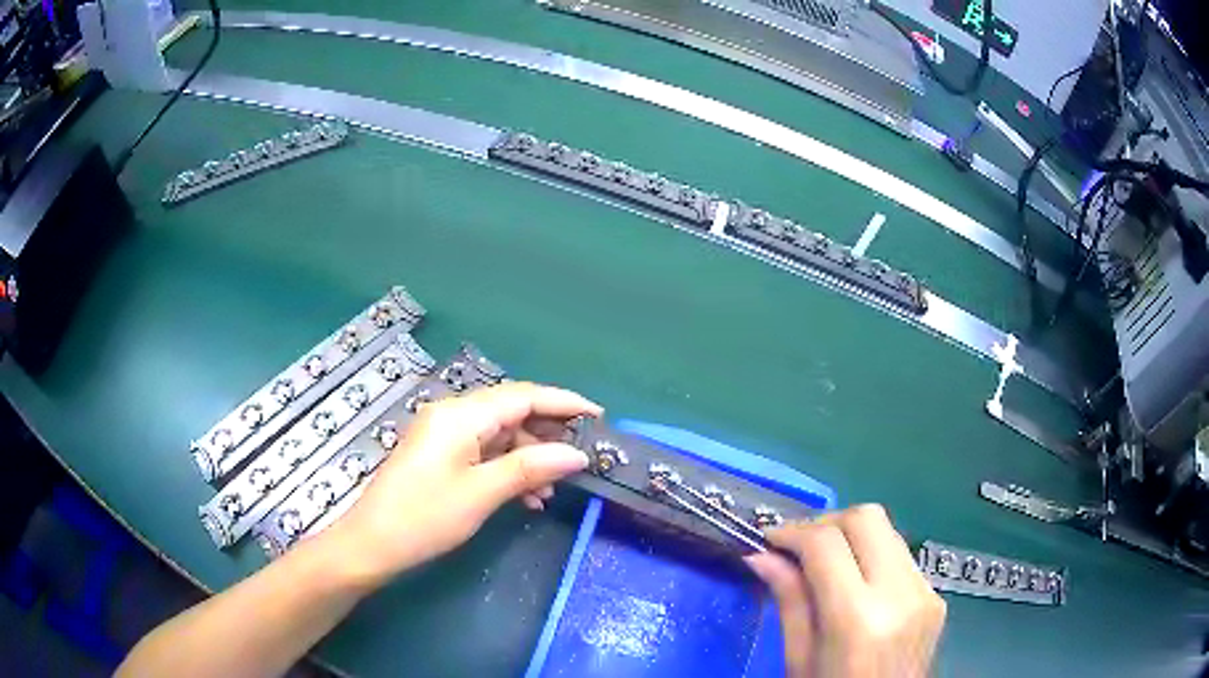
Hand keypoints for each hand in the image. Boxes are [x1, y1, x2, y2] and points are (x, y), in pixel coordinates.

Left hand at [327, 382, 600, 584]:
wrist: (372, 544)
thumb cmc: (425, 517)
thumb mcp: (481, 493)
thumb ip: (530, 468)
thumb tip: (577, 455)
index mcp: (461, 414)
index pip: (523, 395)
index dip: (563, 402)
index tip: (599, 416)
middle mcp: (453, 415)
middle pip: (512, 412)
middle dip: (549, 433)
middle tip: (582, 455)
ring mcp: (444, 435)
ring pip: (500, 435)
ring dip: (529, 457)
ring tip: (555, 488)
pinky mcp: (440, 455)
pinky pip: (484, 452)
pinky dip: (508, 469)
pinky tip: (527, 497)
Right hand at [745, 505, 944, 677]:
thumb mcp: (799, 658)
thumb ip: (789, 601)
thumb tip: (762, 556)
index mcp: (858, 618)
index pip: (826, 544)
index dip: (792, 532)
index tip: (768, 540)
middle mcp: (901, 594)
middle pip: (867, 518)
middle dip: (826, 522)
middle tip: (796, 546)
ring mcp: (925, 592)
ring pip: (887, 531)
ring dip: (850, 536)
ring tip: (822, 563)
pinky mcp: (935, 595)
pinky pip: (900, 556)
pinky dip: (871, 556)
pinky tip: (854, 582)